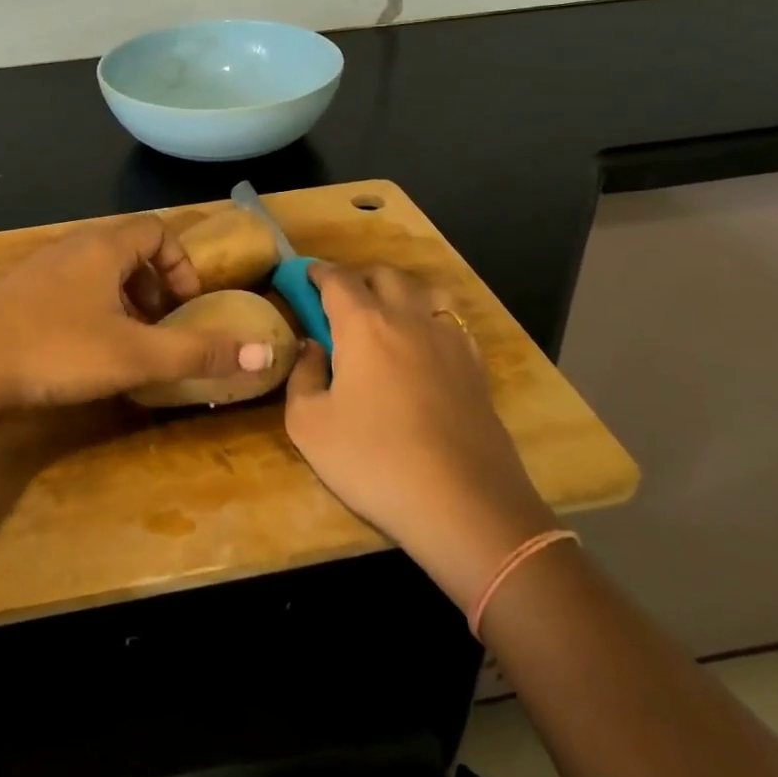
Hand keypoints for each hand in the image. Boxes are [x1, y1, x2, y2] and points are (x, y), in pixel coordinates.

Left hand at [0, 215, 273, 412]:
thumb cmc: (55, 352)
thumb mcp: (135, 356)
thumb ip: (199, 354)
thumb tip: (265, 355)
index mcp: (101, 248)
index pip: (155, 230)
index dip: (179, 264)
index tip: (184, 306)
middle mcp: (69, 247)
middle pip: (125, 249)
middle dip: (152, 285)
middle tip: (158, 326)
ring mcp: (36, 269)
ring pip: (94, 271)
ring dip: (120, 300)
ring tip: (124, 342)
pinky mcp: (13, 295)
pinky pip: (66, 289)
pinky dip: (88, 310)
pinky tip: (79, 352)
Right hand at [284, 264, 557, 609]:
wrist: (464, 504)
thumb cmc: (374, 461)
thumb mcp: (309, 425)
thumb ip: (302, 377)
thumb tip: (311, 348)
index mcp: (365, 325)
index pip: (338, 279)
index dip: (316, 272)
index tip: (302, 276)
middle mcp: (409, 318)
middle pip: (383, 275)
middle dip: (356, 277)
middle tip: (337, 299)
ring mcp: (449, 340)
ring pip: (423, 290)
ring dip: (397, 291)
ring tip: (382, 314)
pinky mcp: (475, 366)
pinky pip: (448, 321)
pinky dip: (427, 318)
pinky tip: (420, 346)